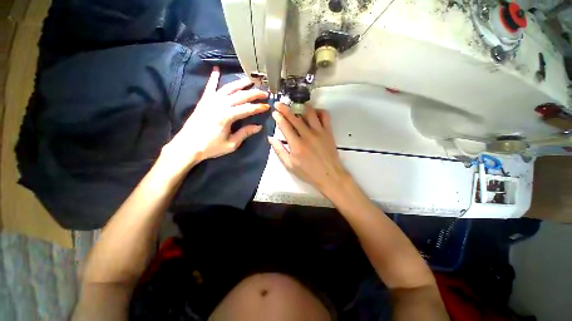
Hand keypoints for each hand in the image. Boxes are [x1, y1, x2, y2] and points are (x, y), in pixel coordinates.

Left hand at [162, 66, 268, 171]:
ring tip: (250, 80)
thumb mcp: (231, 144)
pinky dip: (213, 78)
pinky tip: (217, 70)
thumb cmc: (210, 147)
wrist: (187, 146)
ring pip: (228, 88)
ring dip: (240, 83)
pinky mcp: (203, 101)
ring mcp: (210, 101)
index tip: (267, 106)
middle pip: (240, 96)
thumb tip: (258, 127)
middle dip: (254, 94)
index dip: (258, 107)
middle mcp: (219, 105)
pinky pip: (209, 87)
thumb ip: (245, 133)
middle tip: (264, 93)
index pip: (247, 109)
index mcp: (227, 116)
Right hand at [268, 103, 349, 196]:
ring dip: (301, 108)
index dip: (278, 117)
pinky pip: (324, 116)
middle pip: (295, 118)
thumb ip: (280, 151)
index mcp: (296, 145)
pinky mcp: (328, 132)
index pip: (285, 126)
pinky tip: (313, 113)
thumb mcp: (290, 165)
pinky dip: (318, 111)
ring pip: (309, 113)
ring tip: (296, 107)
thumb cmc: (308, 172)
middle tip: (279, 104)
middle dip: (285, 109)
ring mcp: (319, 132)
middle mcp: (307, 135)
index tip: (274, 112)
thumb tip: (271, 138)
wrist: (329, 175)